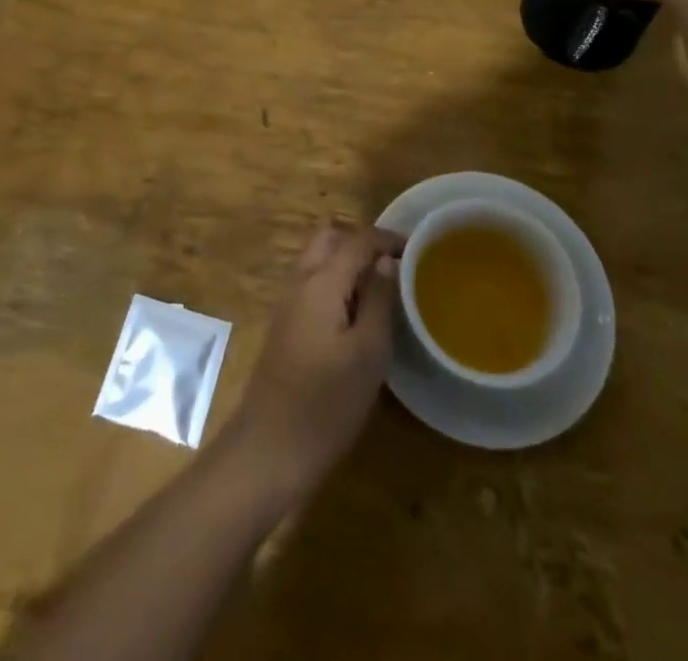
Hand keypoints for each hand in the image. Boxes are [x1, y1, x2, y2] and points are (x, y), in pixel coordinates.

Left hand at [228, 222, 403, 501]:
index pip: (357, 239)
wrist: (269, 448)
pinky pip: (312, 283)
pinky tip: (356, 312)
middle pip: (330, 240)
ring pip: (318, 260)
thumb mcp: (368, 353)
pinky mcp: (285, 325)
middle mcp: (300, 281)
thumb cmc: (326, 403)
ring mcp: (288, 303)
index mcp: (321, 281)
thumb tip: (387, 261)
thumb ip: (378, 300)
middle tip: (395, 265)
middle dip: (362, 243)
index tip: (418, 249)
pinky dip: (335, 281)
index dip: (387, 238)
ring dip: (347, 261)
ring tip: (381, 287)